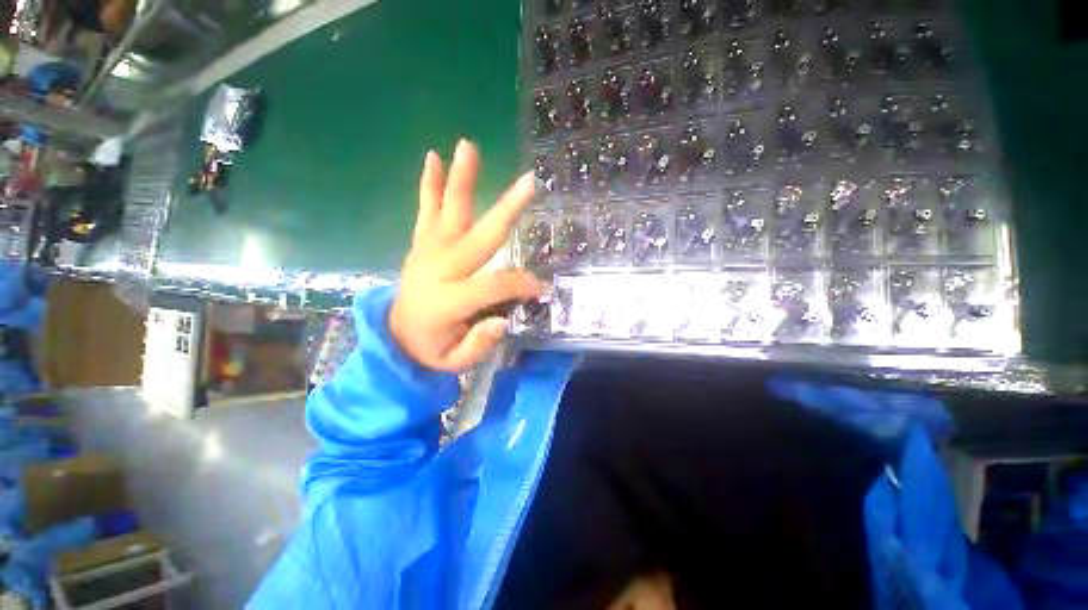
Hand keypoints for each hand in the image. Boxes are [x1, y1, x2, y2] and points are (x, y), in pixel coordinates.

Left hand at [390, 140, 545, 371]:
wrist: (395, 337)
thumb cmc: (431, 349)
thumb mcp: (455, 362)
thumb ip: (479, 343)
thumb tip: (503, 319)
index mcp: (449, 301)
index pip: (495, 284)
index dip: (522, 284)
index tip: (543, 288)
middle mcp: (439, 270)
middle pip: (478, 237)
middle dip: (506, 210)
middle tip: (529, 183)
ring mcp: (427, 253)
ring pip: (448, 213)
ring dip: (461, 180)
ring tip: (468, 146)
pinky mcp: (421, 245)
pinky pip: (426, 211)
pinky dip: (430, 185)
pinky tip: (433, 158)